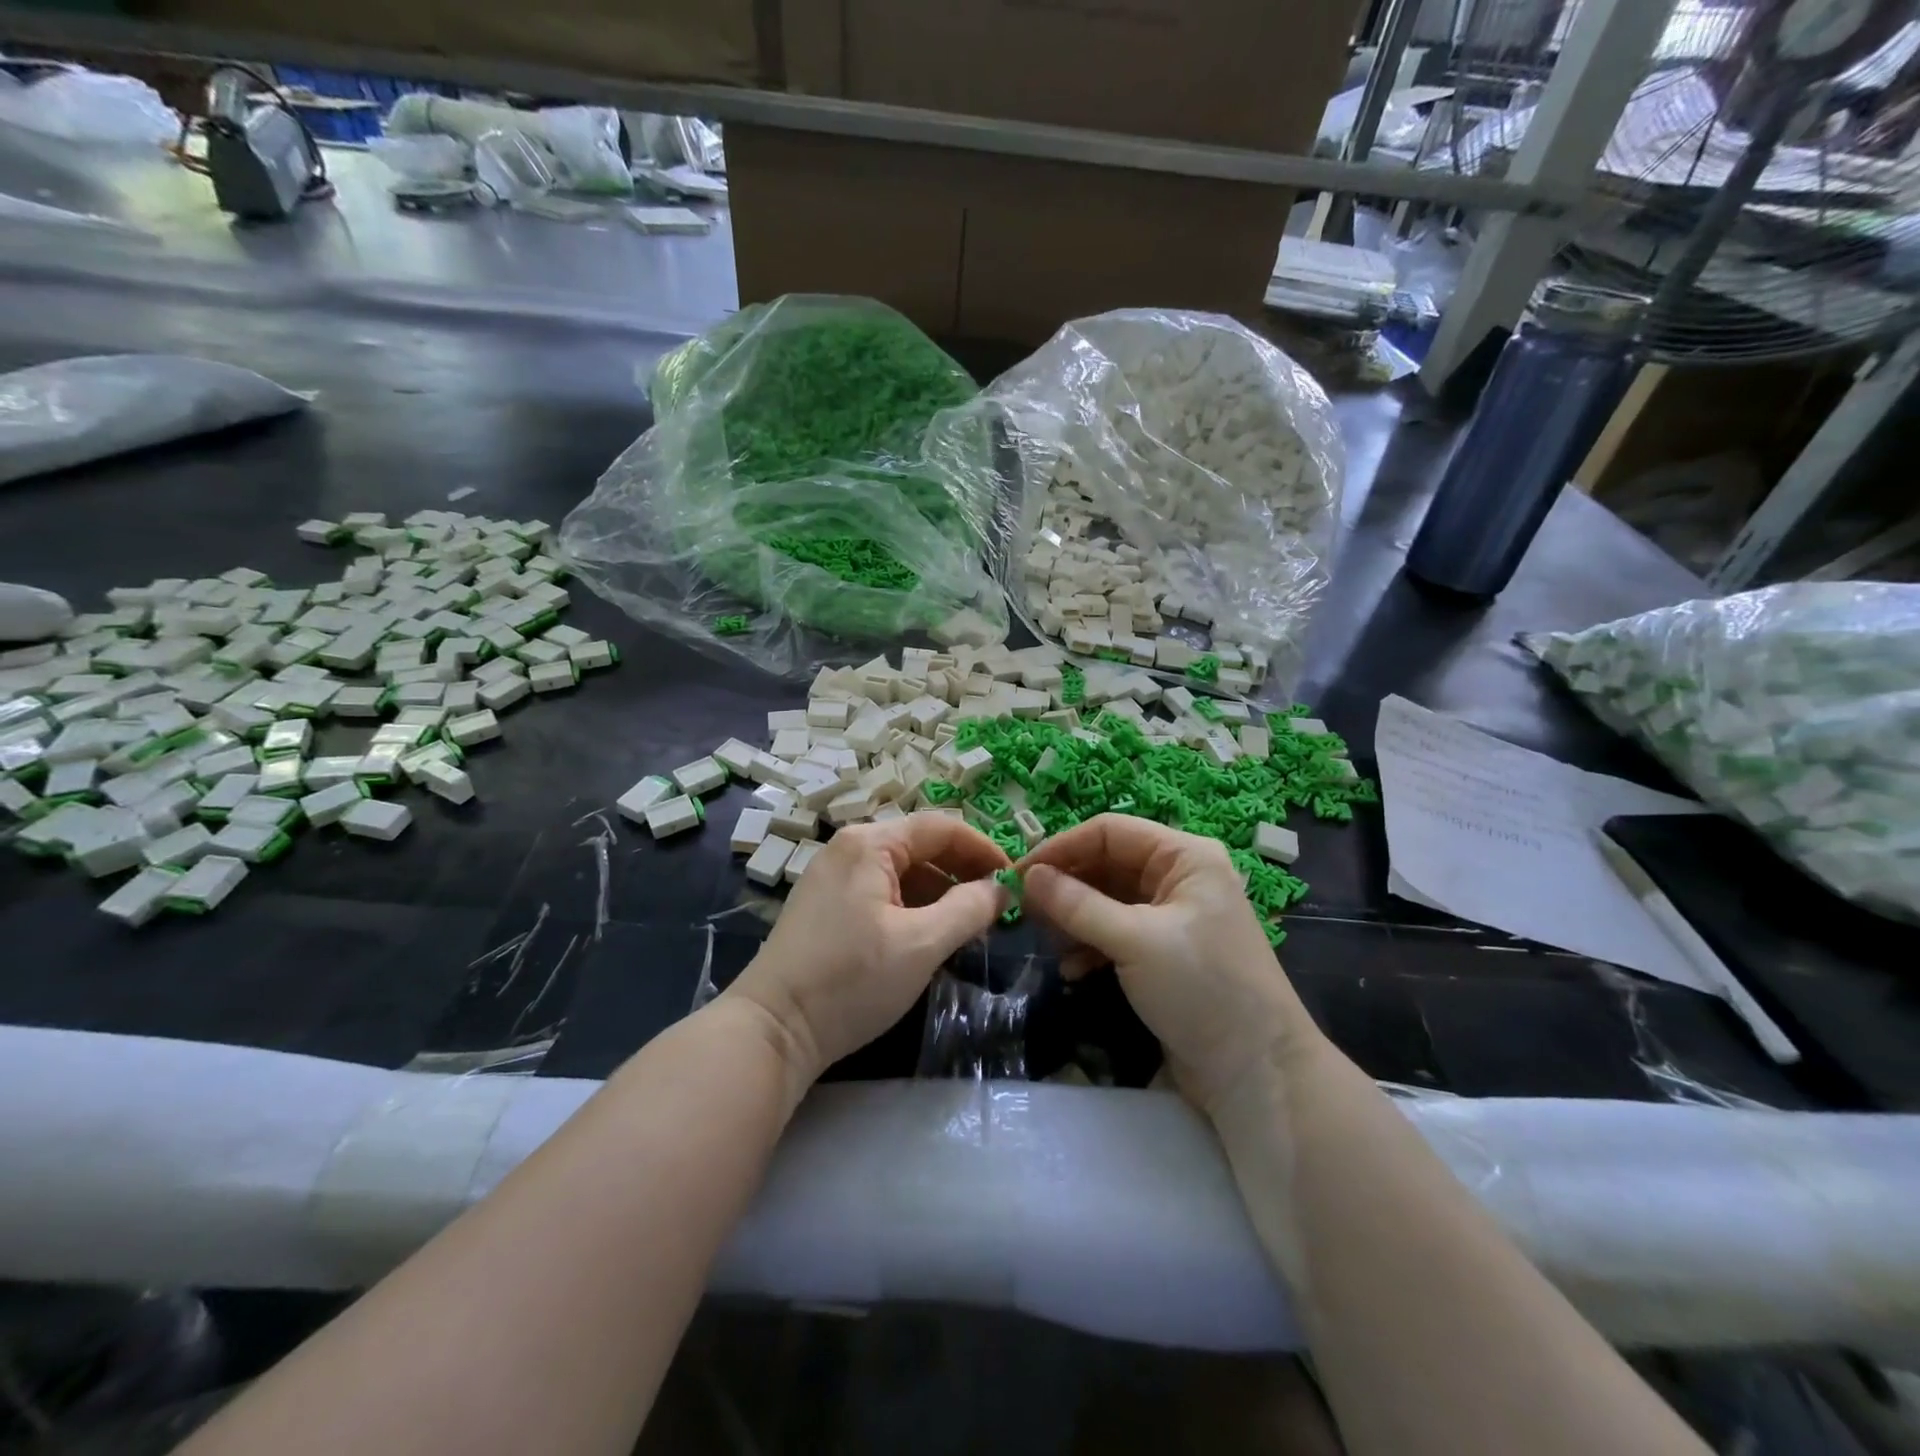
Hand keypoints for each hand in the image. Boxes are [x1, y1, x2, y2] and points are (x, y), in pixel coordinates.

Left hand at [729, 812, 1010, 1083]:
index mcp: (869, 844)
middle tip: (997, 906)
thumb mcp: (921, 944)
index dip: (983, 849)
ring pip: (902, 871)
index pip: (941, 827)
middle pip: (920, 846)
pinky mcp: (826, 906)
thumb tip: (1002, 889)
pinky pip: (882, 892)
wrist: (772, 1029)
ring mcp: (833, 877)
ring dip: (940, 892)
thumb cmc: (851, 979)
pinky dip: (913, 906)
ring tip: (970, 925)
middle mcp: (849, 848)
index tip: (1014, 880)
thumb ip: (969, 910)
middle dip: (963, 872)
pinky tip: (930, 935)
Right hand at [1021, 815, 1325, 1116]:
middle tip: (1025, 912)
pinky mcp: (1165, 952)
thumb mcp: (1135, 941)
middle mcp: (1178, 877)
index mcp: (1184, 856)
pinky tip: (1072, 970)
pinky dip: (1091, 945)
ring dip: (1075, 919)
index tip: (1019, 873)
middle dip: (1066, 886)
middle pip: (1107, 864)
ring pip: (1107, 900)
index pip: (1110, 831)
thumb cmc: (1202, 988)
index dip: (1062, 847)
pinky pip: (1116, 932)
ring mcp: (1172, 916)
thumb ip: (1078, 905)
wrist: (1257, 1073)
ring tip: (1048, 944)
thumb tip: (1028, 877)